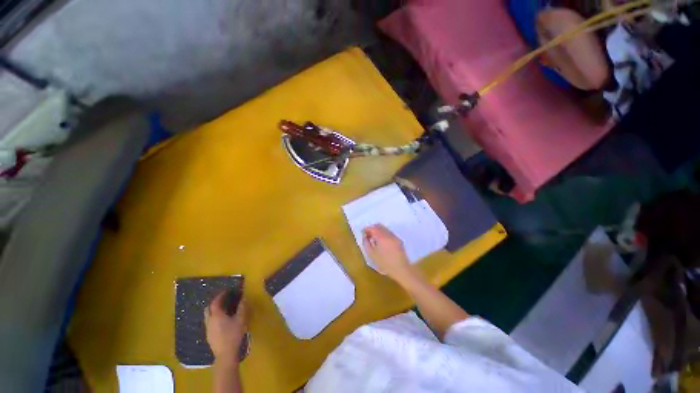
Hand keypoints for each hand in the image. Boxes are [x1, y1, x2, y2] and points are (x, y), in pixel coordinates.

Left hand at [205, 291, 248, 362]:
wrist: (225, 354)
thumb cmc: (233, 334)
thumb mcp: (241, 319)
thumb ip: (242, 307)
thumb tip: (243, 297)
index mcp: (216, 315)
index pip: (215, 302)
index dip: (221, 295)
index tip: (227, 291)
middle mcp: (209, 320)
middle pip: (208, 308)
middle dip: (214, 302)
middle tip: (223, 299)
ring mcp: (208, 329)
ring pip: (207, 316)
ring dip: (213, 310)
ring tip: (223, 310)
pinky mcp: (208, 335)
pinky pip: (209, 322)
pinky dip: (214, 318)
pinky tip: (222, 321)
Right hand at [363, 224, 412, 281]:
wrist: (401, 270)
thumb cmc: (384, 263)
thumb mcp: (371, 254)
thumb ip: (366, 243)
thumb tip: (365, 236)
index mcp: (382, 237)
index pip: (373, 228)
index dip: (367, 229)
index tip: (362, 232)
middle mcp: (389, 234)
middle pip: (379, 226)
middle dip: (372, 228)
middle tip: (367, 235)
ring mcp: (395, 237)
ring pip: (385, 229)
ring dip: (378, 231)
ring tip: (374, 239)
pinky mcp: (399, 240)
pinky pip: (389, 233)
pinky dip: (384, 234)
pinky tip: (381, 242)